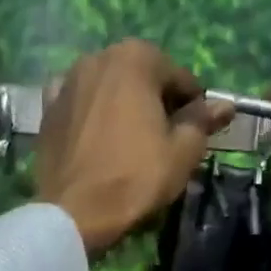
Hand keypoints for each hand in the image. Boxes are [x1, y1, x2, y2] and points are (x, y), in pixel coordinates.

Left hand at [37, 40, 233, 255]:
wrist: (74, 212)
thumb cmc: (135, 178)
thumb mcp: (182, 151)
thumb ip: (202, 121)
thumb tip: (224, 106)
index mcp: (135, 58)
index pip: (179, 78)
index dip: (192, 106)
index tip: (195, 133)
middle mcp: (97, 58)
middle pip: (141, 78)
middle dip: (156, 102)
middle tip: (164, 140)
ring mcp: (67, 82)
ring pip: (108, 90)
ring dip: (123, 107)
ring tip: (131, 143)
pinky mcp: (46, 109)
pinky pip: (80, 106)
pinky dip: (92, 115)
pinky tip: (97, 140)